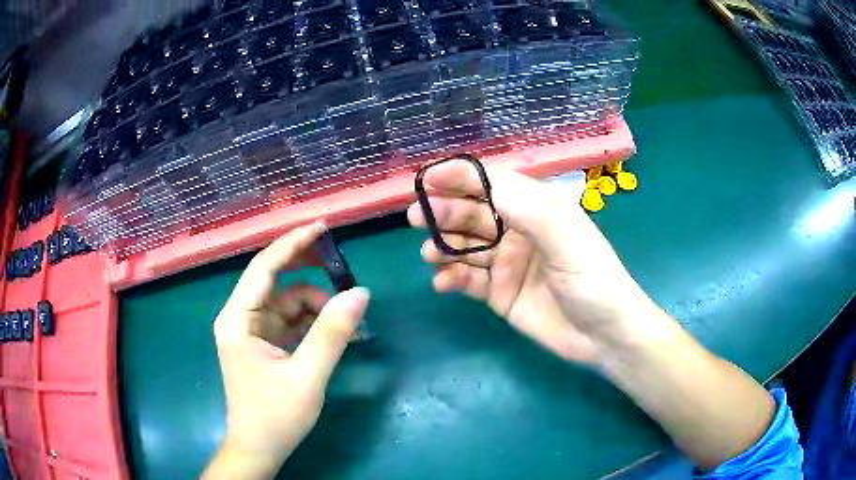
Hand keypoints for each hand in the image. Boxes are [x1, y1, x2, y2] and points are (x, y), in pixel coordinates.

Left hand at [204, 223, 369, 478]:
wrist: (259, 449)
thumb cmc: (275, 416)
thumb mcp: (307, 376)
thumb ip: (332, 334)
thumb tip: (360, 293)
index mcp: (238, 319)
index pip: (264, 268)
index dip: (293, 244)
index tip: (323, 227)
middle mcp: (240, 318)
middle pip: (274, 280)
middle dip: (308, 272)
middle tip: (342, 268)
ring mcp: (251, 331)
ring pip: (286, 302)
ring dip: (315, 306)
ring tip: (345, 322)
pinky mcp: (263, 344)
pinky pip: (289, 321)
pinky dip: (311, 323)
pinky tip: (333, 333)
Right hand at [407, 161, 656, 364]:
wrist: (604, 337)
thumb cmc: (593, 280)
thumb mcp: (566, 239)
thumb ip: (528, 210)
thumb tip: (486, 185)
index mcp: (538, 209)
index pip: (493, 183)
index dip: (461, 176)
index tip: (428, 177)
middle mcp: (519, 231)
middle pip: (473, 213)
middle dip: (445, 212)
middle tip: (416, 217)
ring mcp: (508, 263)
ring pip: (466, 247)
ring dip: (444, 246)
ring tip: (429, 253)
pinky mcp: (500, 293)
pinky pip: (469, 280)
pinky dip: (452, 279)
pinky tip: (442, 283)